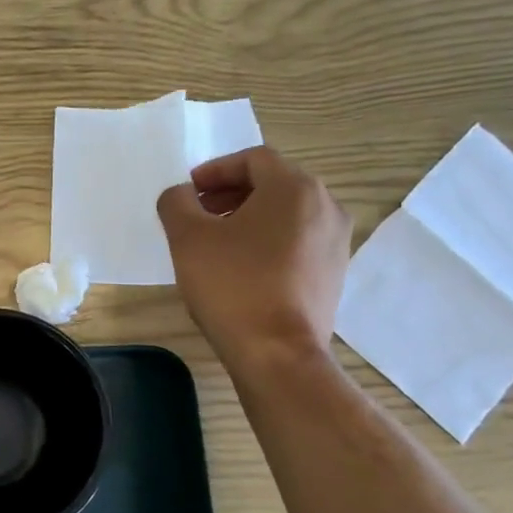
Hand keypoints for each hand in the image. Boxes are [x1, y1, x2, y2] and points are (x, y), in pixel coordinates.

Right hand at [156, 146, 351, 371]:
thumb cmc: (232, 285)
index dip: (215, 170)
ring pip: (287, 214)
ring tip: (216, 241)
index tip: (188, 191)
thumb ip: (176, 202)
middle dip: (231, 193)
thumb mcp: (187, 237)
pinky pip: (297, 241)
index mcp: (295, 188)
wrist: (277, 352)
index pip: (253, 159)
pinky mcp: (334, 273)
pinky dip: (268, 241)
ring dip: (249, 217)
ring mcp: (336, 242)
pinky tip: (241, 267)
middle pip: (274, 184)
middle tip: (198, 212)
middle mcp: (326, 206)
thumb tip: (180, 194)